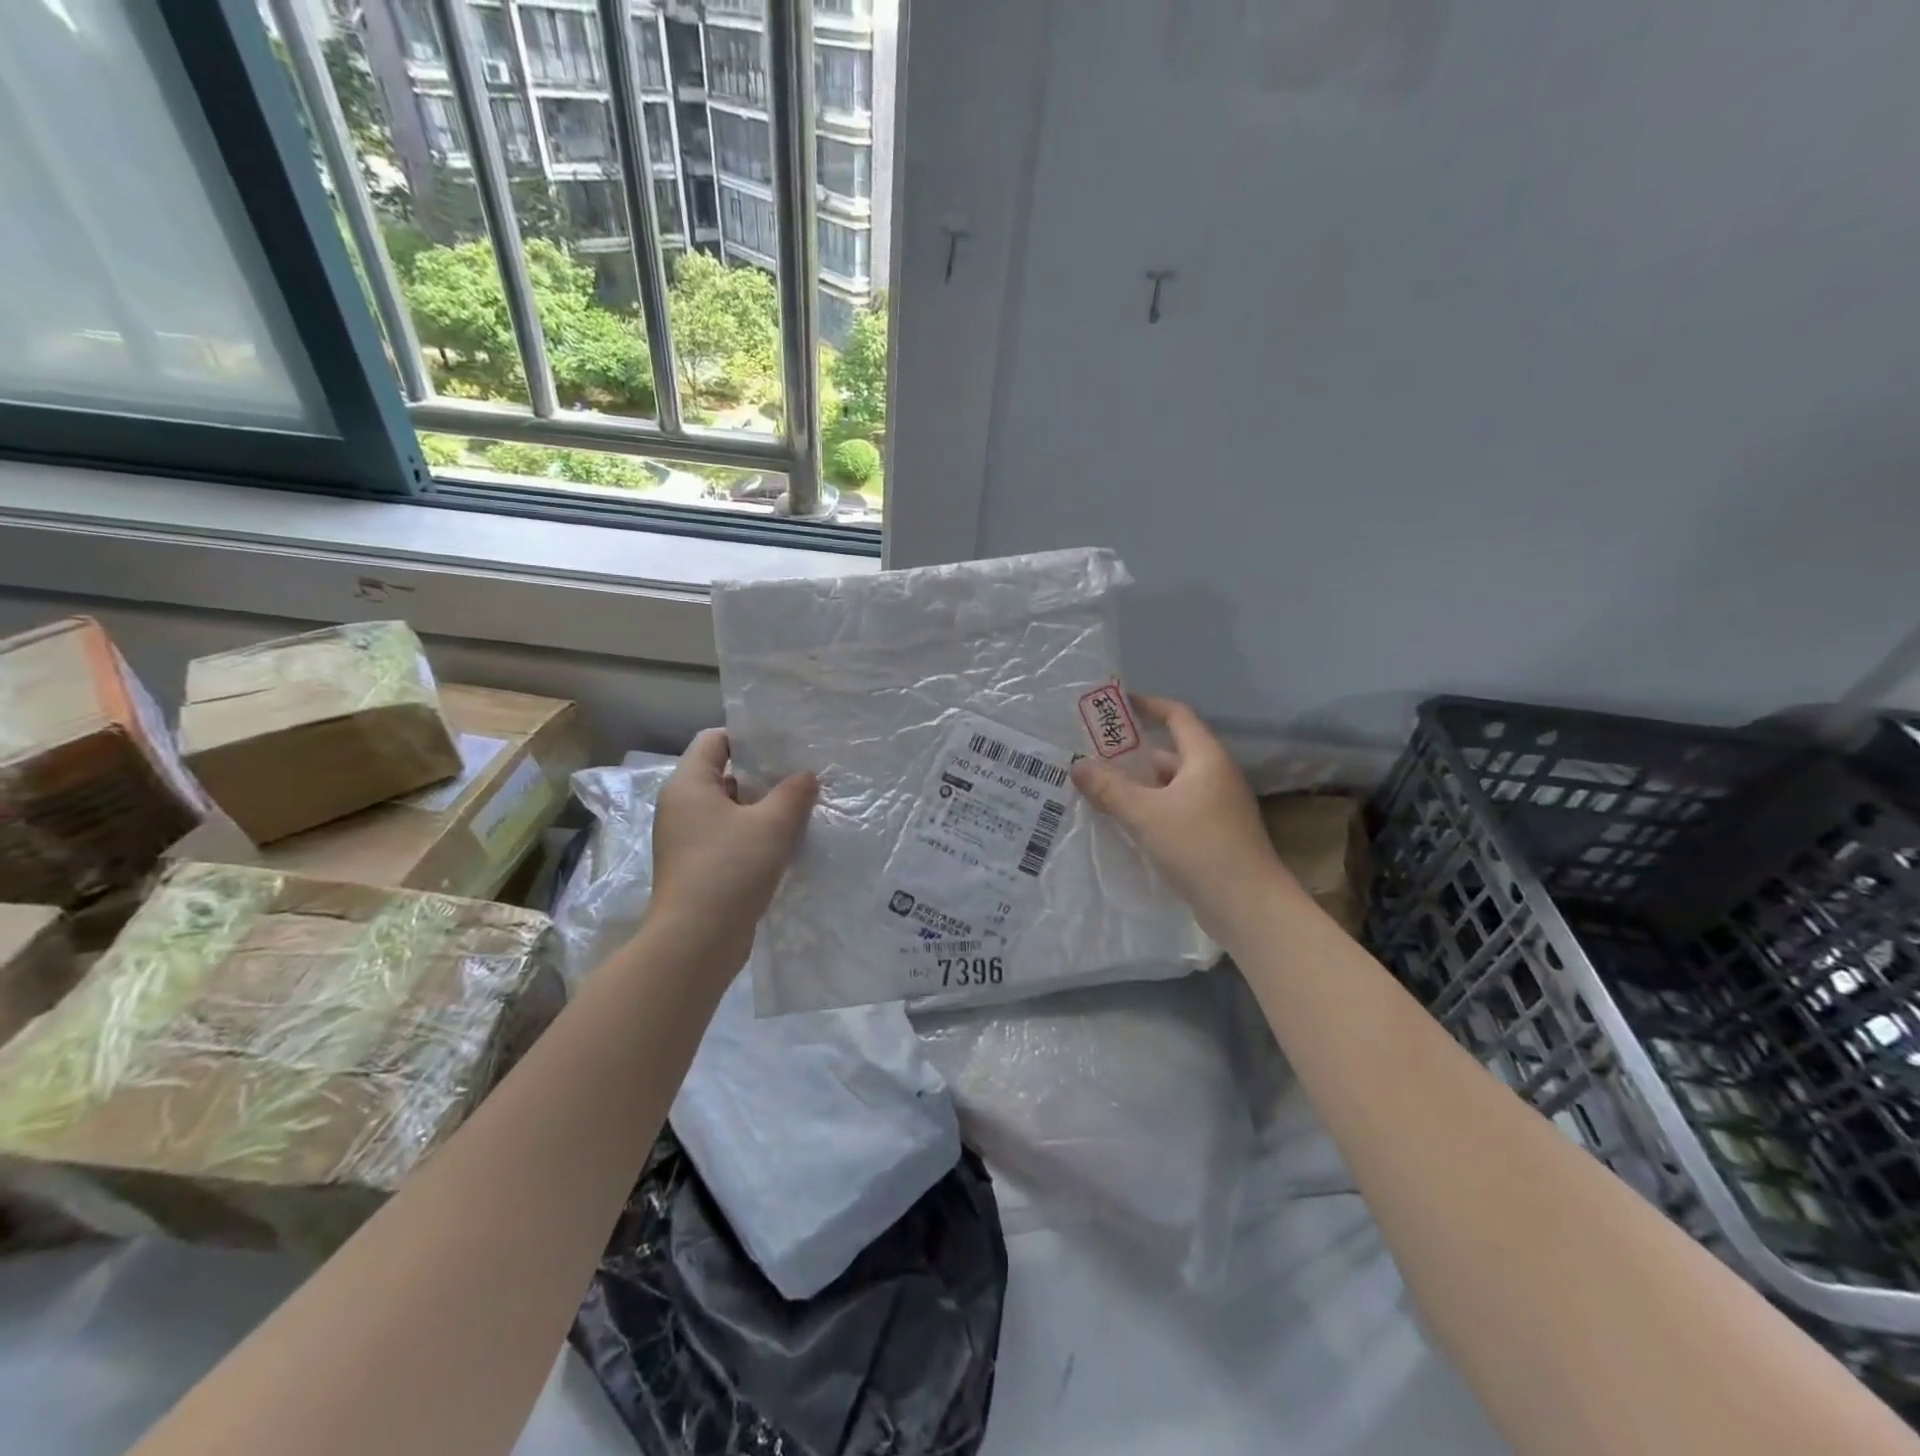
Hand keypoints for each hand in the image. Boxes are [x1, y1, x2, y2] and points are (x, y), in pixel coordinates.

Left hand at [649, 729, 817, 969]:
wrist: (696, 942)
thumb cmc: (730, 869)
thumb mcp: (772, 824)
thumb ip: (793, 792)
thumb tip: (806, 776)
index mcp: (689, 785)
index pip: (715, 740)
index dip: (749, 736)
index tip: (786, 745)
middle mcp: (681, 807)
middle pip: (725, 774)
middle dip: (764, 774)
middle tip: (803, 776)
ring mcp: (687, 840)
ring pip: (730, 810)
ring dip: (763, 809)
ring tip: (802, 809)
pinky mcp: (698, 868)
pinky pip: (729, 838)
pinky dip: (755, 836)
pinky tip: (786, 844)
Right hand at [1070, 696, 1290, 943]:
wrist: (1248, 906)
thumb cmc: (1198, 846)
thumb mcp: (1146, 814)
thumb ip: (1109, 788)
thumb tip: (1077, 765)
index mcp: (1206, 759)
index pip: (1178, 716)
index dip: (1149, 705)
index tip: (1118, 704)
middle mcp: (1215, 776)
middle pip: (1170, 753)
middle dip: (1132, 754)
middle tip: (1093, 756)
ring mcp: (1217, 807)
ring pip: (1170, 785)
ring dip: (1139, 785)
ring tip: (1099, 790)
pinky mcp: (1214, 835)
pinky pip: (1176, 810)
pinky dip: (1151, 809)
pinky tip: (1125, 823)